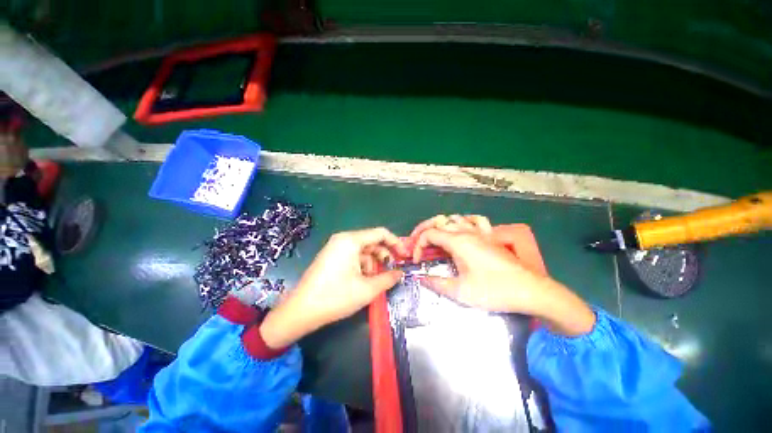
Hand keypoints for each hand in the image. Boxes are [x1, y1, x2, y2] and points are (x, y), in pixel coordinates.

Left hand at [260, 227, 406, 347]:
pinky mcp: (332, 257)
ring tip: (377, 280)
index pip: (380, 233)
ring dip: (374, 263)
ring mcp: (336, 247)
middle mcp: (343, 239)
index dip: (396, 243)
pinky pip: (354, 256)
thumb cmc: (335, 297)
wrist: (300, 311)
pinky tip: (365, 280)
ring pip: (363, 250)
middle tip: (393, 271)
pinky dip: (363, 266)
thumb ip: (388, 278)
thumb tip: (401, 273)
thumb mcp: (367, 289)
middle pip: (372, 241)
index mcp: (351, 240)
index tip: (404, 256)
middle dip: (385, 255)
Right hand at [411, 215, 595, 335]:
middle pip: (439, 221)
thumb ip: (437, 283)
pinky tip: (463, 229)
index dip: (418, 245)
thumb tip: (421, 278)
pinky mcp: (490, 236)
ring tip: (436, 238)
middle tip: (417, 243)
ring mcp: (480, 232)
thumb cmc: (493, 290)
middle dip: (423, 230)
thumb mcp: (460, 291)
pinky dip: (464, 221)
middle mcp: (466, 231)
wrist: (529, 290)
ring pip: (455, 218)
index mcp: (457, 242)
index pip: (429, 234)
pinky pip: (475, 220)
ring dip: (441, 225)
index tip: (417, 261)